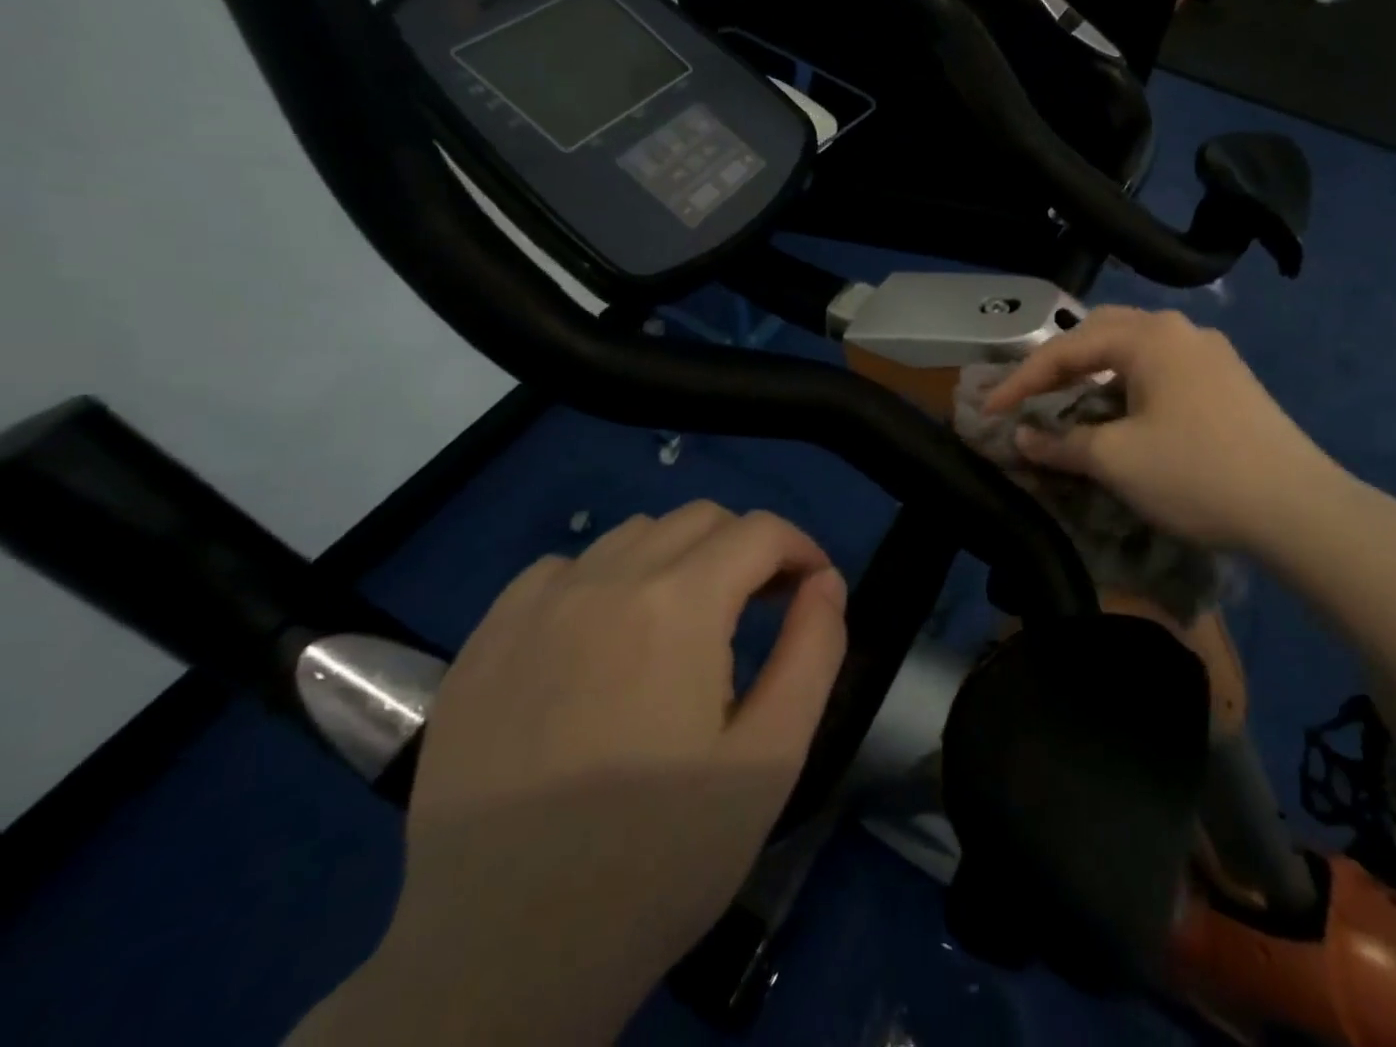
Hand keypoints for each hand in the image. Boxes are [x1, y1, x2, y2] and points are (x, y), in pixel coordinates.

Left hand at [295, 503, 845, 1045]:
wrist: (501, 962)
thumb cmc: (659, 857)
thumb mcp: (770, 758)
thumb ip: (814, 651)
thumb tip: (826, 582)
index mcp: (679, 604)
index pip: (760, 531)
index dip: (801, 550)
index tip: (814, 591)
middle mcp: (605, 581)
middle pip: (699, 518)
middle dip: (746, 549)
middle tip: (760, 607)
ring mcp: (535, 608)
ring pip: (631, 535)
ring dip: (678, 557)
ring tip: (687, 623)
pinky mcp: (484, 642)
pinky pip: (560, 569)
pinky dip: (603, 578)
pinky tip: (605, 638)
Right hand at [987, 307, 1345, 552]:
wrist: (1299, 508)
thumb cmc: (1197, 474)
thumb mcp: (1116, 460)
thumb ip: (1060, 443)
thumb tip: (1020, 439)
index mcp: (1149, 337)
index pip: (1067, 349)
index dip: (1021, 382)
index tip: (988, 412)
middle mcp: (1180, 330)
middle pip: (1101, 333)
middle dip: (1060, 363)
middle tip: (1031, 395)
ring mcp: (1211, 353)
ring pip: (1135, 349)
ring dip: (1096, 371)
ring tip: (1072, 402)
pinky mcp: (1229, 380)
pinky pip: (1162, 368)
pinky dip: (1129, 383)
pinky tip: (1125, 412)